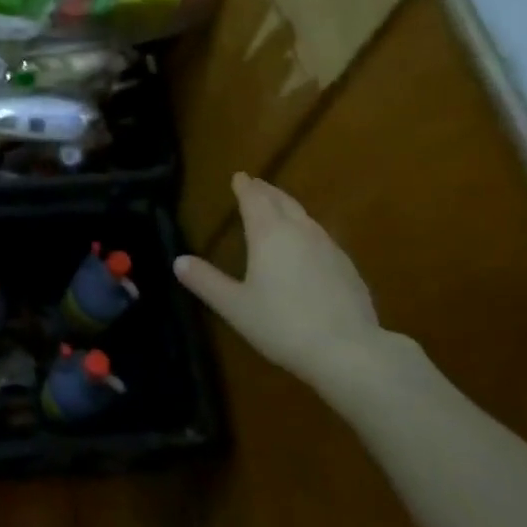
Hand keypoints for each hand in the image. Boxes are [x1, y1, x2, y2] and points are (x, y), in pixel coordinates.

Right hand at [174, 174, 415, 403]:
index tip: (239, 176)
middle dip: (266, 191)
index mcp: (269, 234)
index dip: (245, 187)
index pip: (255, 199)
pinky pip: (321, 236)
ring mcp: (328, 247)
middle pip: (282, 201)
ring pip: (304, 216)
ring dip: (288, 207)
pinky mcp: (347, 267)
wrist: (348, 351)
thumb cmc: (282, 324)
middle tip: (256, 184)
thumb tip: (178, 261)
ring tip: (279, 207)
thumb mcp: (235, 306)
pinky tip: (307, 245)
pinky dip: (306, 230)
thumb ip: (206, 282)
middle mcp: (300, 231)